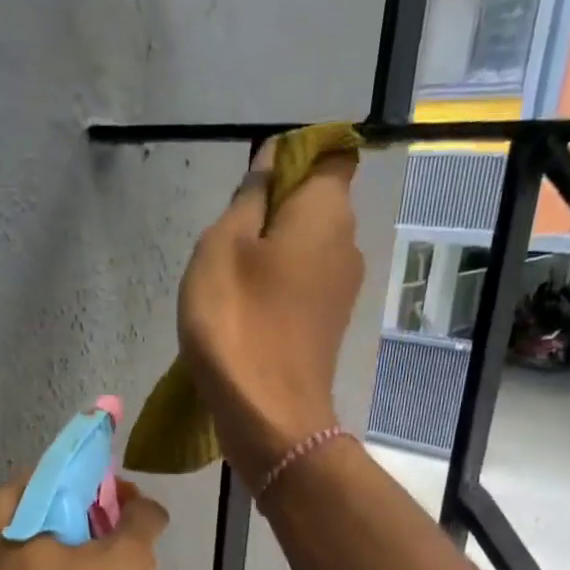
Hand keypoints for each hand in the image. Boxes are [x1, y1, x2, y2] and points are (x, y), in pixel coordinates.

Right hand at [177, 139, 362, 491]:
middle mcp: (348, 243)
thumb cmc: (237, 320)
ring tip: (229, 277)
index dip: (294, 156)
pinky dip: (276, 284)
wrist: (267, 414)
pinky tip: (244, 308)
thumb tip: (271, 160)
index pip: (330, 154)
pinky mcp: (327, 323)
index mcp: (327, 211)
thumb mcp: (222, 246)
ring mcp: (342, 288)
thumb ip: (249, 196)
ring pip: (306, 246)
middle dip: (273, 207)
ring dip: (270, 250)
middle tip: (227, 235)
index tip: (253, 182)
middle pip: (315, 202)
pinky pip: (303, 283)